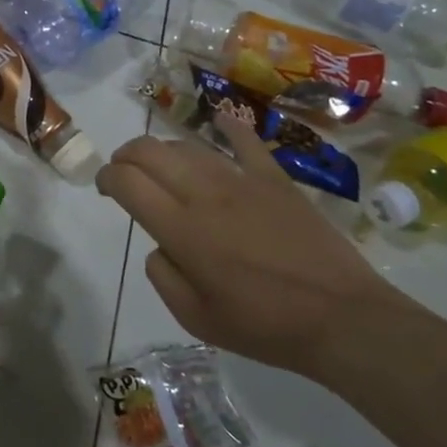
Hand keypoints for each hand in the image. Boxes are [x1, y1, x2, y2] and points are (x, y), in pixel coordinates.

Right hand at [96, 120, 413, 379]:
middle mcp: (204, 195)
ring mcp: (242, 181)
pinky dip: (228, 126)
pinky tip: (219, 119)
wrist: (343, 319)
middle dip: (125, 155)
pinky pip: (246, 142)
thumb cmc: (264, 326)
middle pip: (149, 152)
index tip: (104, 188)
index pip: (127, 182)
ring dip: (163, 149)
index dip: (106, 178)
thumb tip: (160, 245)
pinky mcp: (275, 180)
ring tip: (159, 163)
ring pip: (188, 146)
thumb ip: (162, 275)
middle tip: (123, 171)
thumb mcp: (195, 318)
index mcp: (181, 230)